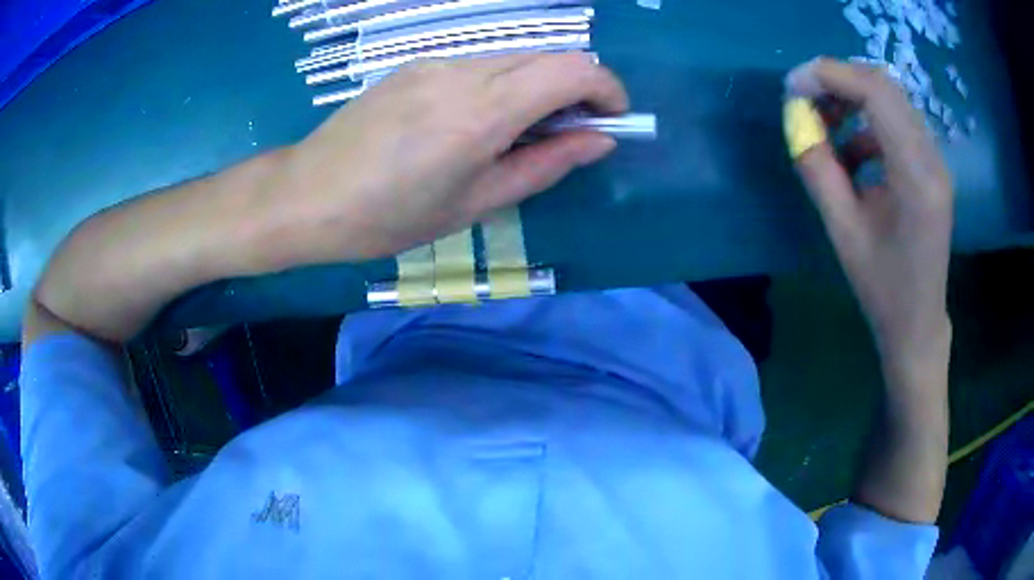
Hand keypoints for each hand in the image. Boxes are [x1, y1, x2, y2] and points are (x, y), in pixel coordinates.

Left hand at [269, 53, 627, 265]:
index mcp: (483, 111)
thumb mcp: (476, 203)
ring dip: (538, 85)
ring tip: (520, 133)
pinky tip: (478, 120)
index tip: (612, 120)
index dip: (607, 89)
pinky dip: (502, 82)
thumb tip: (600, 141)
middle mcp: (464, 71)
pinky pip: (479, 62)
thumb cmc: (389, 217)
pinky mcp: (416, 64)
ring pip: (514, 57)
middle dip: (577, 87)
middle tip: (569, 133)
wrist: (308, 195)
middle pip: (548, 56)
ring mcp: (436, 61)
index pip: (573, 70)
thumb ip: (546, 165)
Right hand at [785, 58, 953, 366]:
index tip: (793, 86)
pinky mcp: (931, 166)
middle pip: (885, 86)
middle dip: (838, 81)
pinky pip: (897, 122)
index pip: (876, 93)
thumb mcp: (843, 232)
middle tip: (805, 100)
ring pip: (891, 99)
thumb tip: (797, 122)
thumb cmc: (882, 288)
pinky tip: (852, 153)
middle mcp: (932, 158)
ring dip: (852, 99)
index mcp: (916, 177)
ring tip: (825, 126)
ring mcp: (935, 160)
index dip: (830, 76)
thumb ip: (818, 170)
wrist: (918, 322)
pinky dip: (867, 123)